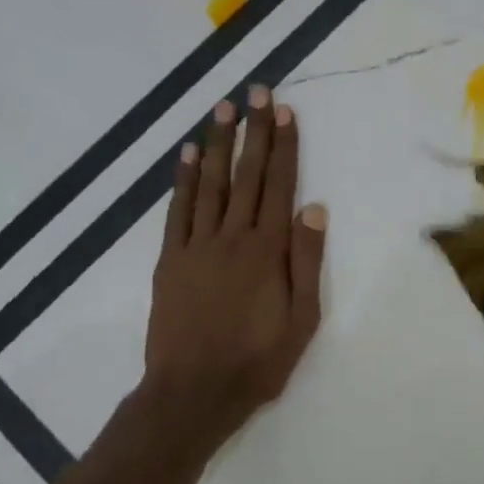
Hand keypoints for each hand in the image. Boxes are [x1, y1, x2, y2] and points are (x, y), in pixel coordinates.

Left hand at [144, 87, 327, 434]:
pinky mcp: (170, 260)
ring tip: (222, 108)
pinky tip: (188, 155)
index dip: (283, 147)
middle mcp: (232, 237)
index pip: (280, 186)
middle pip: (247, 175)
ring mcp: (197, 246)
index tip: (284, 112)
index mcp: (267, 251)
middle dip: (253, 131)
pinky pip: (178, 211)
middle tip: (256, 91)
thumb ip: (306, 262)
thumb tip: (313, 209)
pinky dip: (183, 180)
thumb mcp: (301, 319)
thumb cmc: (258, 360)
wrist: (194, 391)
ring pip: (210, 184)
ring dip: (218, 144)